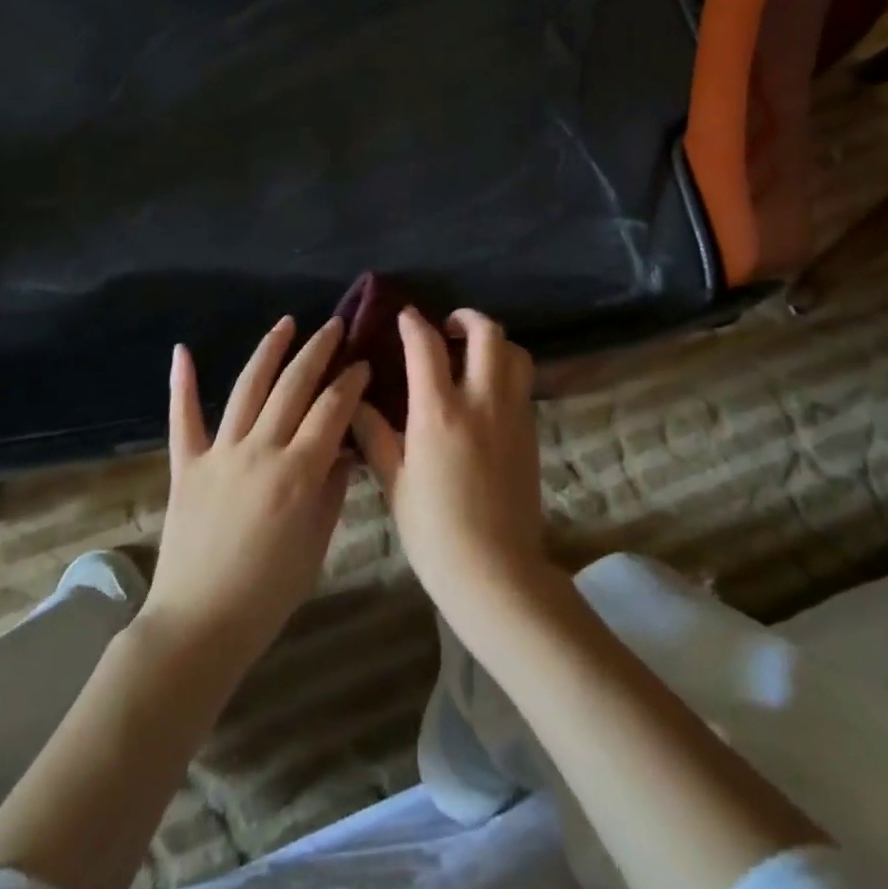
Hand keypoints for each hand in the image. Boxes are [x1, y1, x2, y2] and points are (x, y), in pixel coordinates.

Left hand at [141, 317, 366, 667]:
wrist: (200, 624)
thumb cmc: (270, 592)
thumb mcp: (317, 542)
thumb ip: (333, 488)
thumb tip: (344, 448)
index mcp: (298, 471)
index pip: (332, 409)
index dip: (351, 381)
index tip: (363, 363)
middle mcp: (260, 450)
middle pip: (294, 386)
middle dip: (318, 351)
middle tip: (335, 327)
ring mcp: (219, 453)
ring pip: (247, 388)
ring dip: (269, 351)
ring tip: (286, 323)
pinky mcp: (186, 465)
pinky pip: (183, 418)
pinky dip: (182, 383)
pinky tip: (182, 350)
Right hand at [351, 308, 543, 626]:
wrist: (496, 571)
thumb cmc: (434, 531)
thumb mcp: (395, 483)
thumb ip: (376, 436)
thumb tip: (356, 402)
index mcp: (439, 412)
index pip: (426, 346)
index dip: (413, 323)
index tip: (405, 317)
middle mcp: (481, 401)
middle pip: (487, 333)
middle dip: (466, 318)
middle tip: (448, 328)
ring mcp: (512, 414)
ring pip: (515, 353)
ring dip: (494, 342)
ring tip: (473, 355)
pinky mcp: (531, 432)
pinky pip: (523, 383)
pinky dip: (507, 371)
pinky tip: (487, 392)